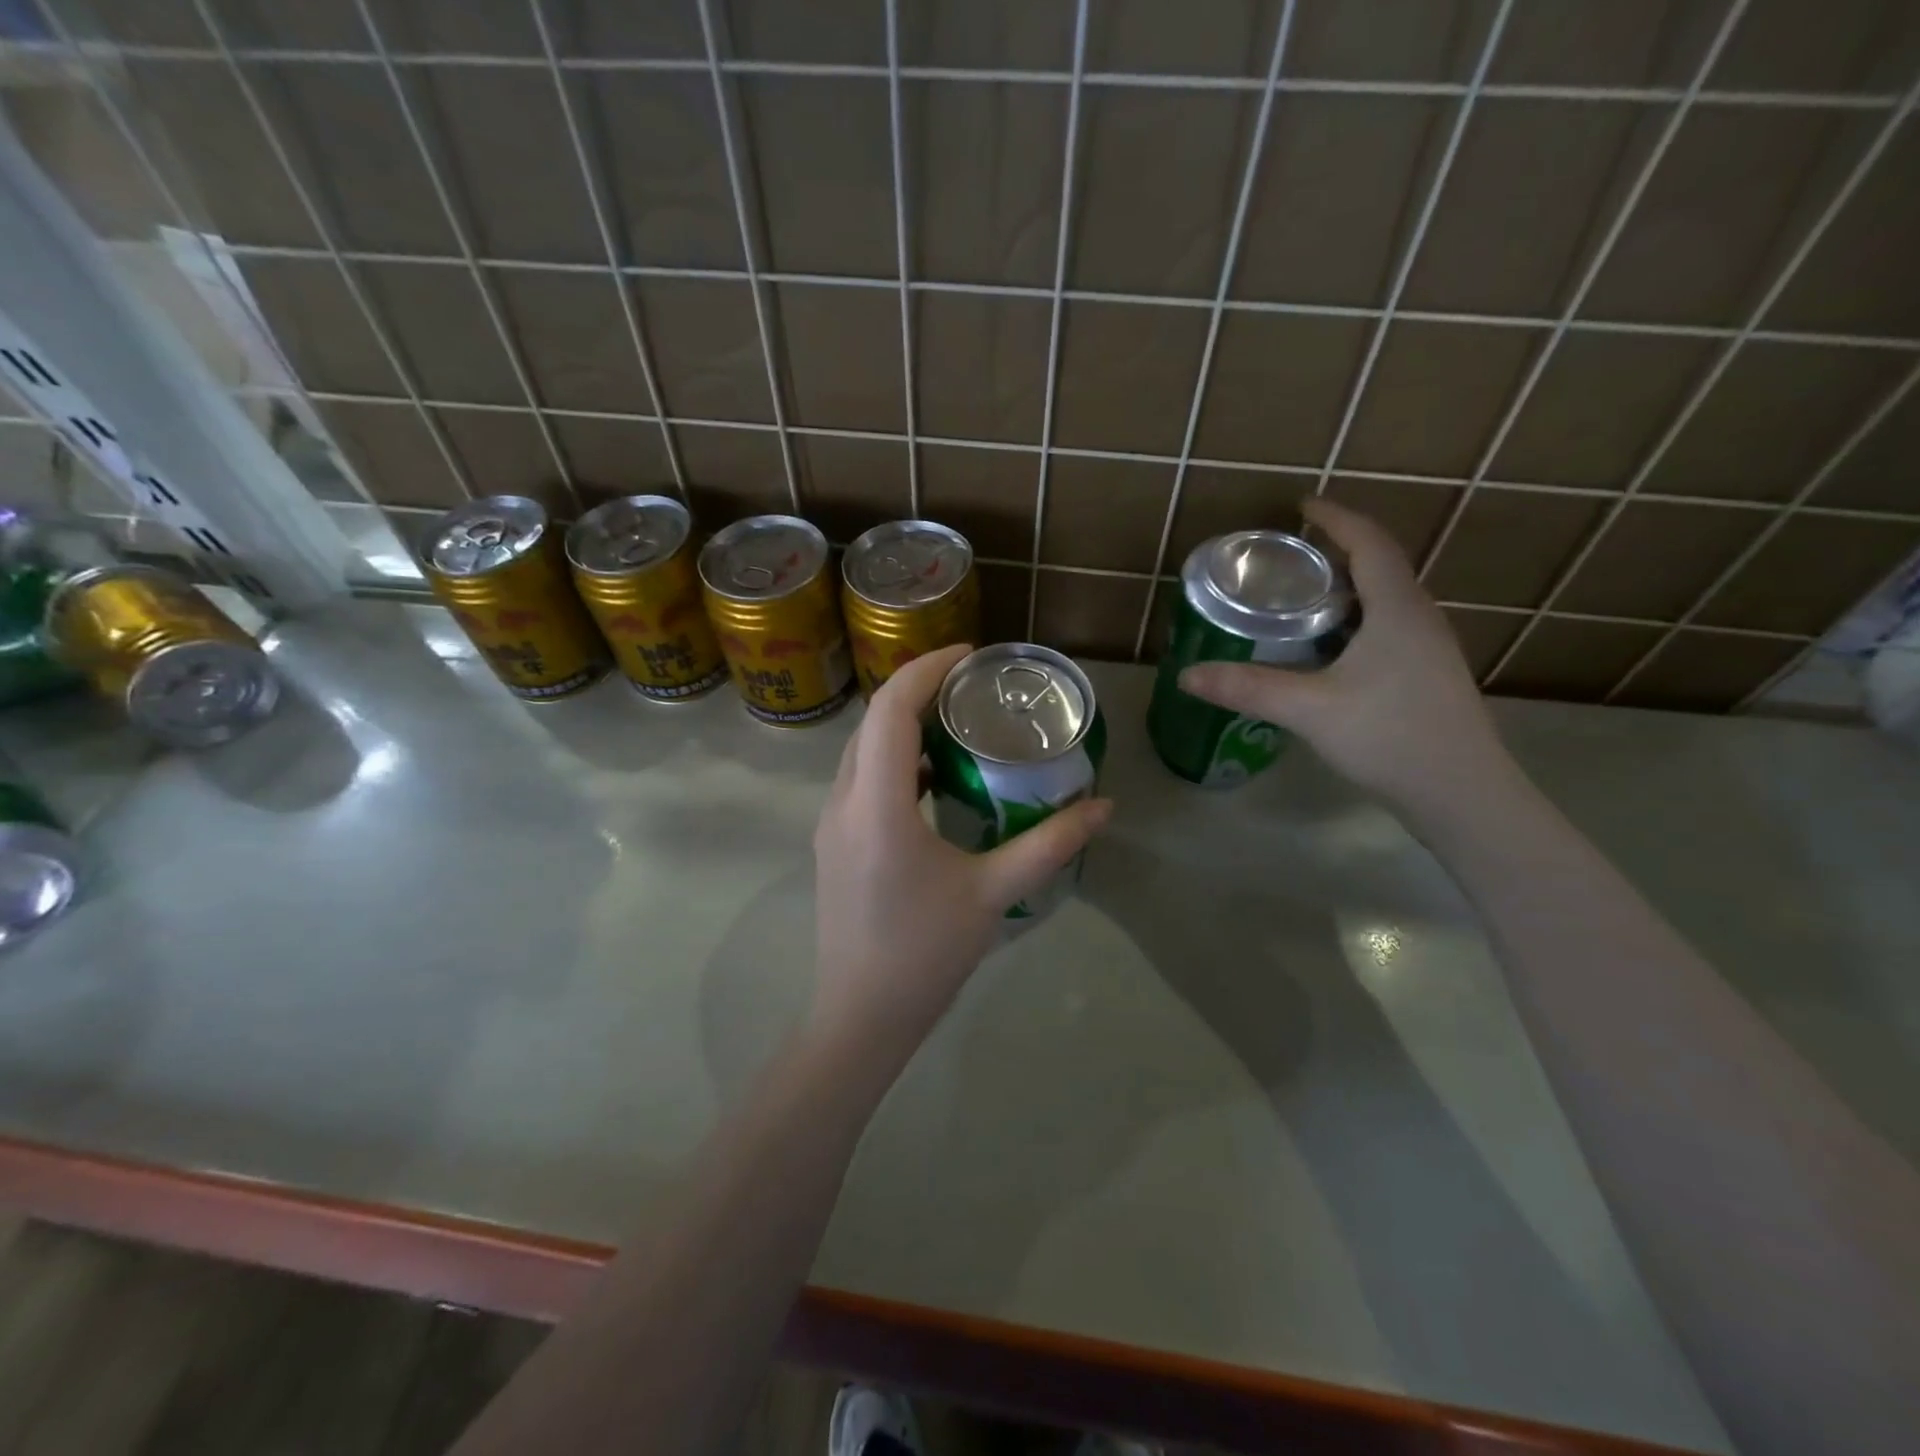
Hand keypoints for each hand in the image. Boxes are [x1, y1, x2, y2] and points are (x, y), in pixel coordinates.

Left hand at [810, 644, 1111, 1059]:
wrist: (860, 1016)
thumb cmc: (925, 954)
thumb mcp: (994, 894)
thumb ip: (1049, 844)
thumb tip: (1102, 806)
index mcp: (877, 805)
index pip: (892, 709)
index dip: (928, 669)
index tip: (971, 656)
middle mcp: (843, 801)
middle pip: (874, 721)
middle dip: (920, 690)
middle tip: (973, 687)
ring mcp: (831, 822)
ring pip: (863, 749)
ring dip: (904, 725)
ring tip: (957, 722)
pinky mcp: (833, 842)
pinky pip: (860, 779)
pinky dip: (893, 760)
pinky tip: (932, 778)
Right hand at [1178, 499, 1516, 820]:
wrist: (1461, 794)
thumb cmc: (1390, 736)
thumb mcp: (1310, 709)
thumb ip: (1248, 688)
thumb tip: (1188, 675)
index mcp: (1397, 609)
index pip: (1369, 543)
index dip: (1336, 518)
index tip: (1301, 505)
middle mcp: (1420, 619)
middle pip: (1380, 567)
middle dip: (1335, 553)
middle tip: (1287, 560)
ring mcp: (1429, 650)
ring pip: (1385, 601)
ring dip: (1345, 590)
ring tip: (1299, 600)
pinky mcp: (1426, 677)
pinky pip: (1387, 630)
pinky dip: (1354, 623)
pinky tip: (1326, 651)